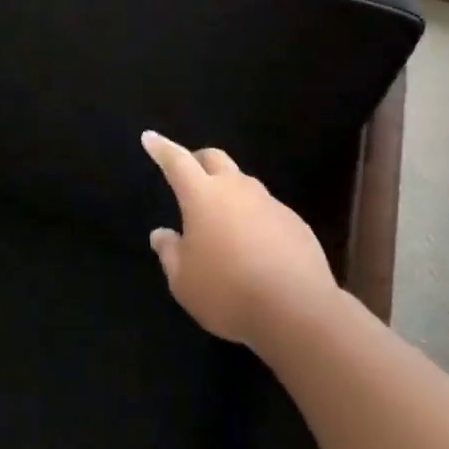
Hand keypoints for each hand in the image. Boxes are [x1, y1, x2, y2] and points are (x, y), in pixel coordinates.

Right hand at [143, 131, 339, 348]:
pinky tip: (256, 246)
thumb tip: (161, 234)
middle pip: (215, 158)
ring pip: (244, 183)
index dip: (161, 148)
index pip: (176, 161)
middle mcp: (236, 189)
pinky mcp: (295, 223)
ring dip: (229, 191)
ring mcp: (270, 203)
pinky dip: (255, 218)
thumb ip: (169, 253)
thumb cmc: (228, 292)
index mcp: (202, 196)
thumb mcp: (184, 281)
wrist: (298, 311)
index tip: (150, 137)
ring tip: (223, 219)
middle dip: (198, 160)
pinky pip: (268, 210)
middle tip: (190, 175)